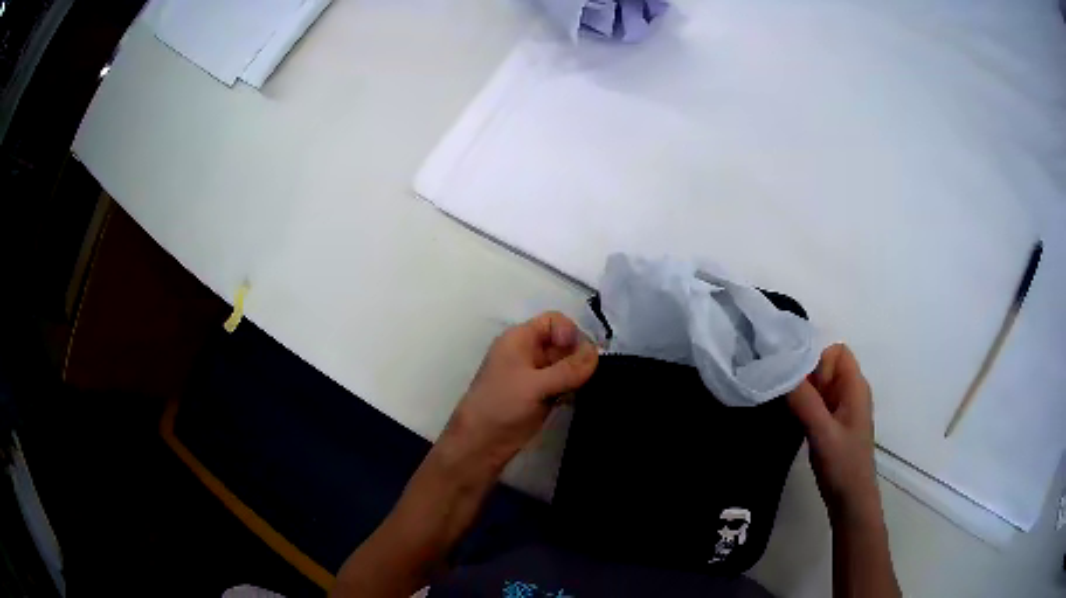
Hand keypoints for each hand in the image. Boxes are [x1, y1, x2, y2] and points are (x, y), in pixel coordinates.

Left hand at [439, 311, 598, 472]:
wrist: (482, 444)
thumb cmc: (501, 405)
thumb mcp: (535, 385)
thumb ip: (568, 369)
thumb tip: (597, 353)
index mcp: (520, 339)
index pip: (553, 321)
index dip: (569, 332)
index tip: (577, 355)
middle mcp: (529, 353)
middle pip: (564, 342)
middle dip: (579, 355)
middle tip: (590, 375)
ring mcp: (537, 375)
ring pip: (567, 364)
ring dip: (579, 373)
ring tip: (587, 387)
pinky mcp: (543, 396)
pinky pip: (566, 383)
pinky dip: (575, 388)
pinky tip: (581, 398)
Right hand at [788, 344, 879, 523]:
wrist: (851, 501)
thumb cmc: (843, 465)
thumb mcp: (822, 432)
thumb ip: (805, 401)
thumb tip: (781, 369)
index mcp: (855, 386)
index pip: (836, 351)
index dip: (817, 361)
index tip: (804, 387)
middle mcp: (851, 392)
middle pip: (826, 366)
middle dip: (806, 378)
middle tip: (792, 402)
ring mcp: (843, 409)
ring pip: (819, 385)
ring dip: (803, 394)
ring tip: (790, 413)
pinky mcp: (834, 424)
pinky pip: (817, 403)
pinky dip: (805, 407)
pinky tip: (794, 423)